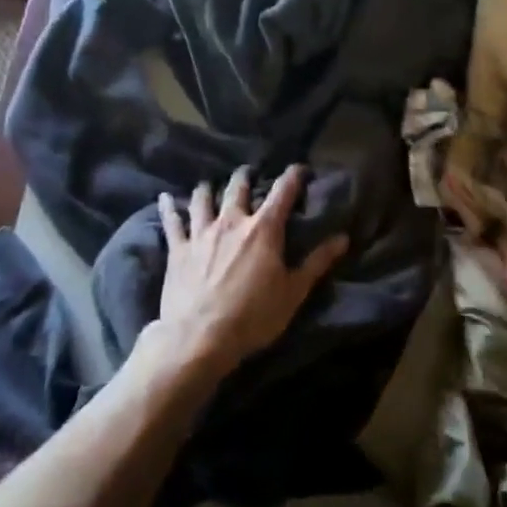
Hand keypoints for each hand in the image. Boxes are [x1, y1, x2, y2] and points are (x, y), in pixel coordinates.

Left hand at [153, 165, 348, 373]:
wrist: (199, 337)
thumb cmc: (253, 316)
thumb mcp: (293, 292)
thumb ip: (318, 262)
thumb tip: (343, 238)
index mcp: (263, 229)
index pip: (283, 192)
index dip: (293, 176)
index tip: (299, 168)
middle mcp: (232, 221)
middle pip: (238, 188)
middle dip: (245, 176)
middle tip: (248, 172)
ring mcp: (201, 233)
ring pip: (203, 199)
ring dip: (208, 188)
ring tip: (209, 183)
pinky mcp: (177, 249)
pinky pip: (171, 222)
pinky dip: (168, 207)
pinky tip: (164, 197)